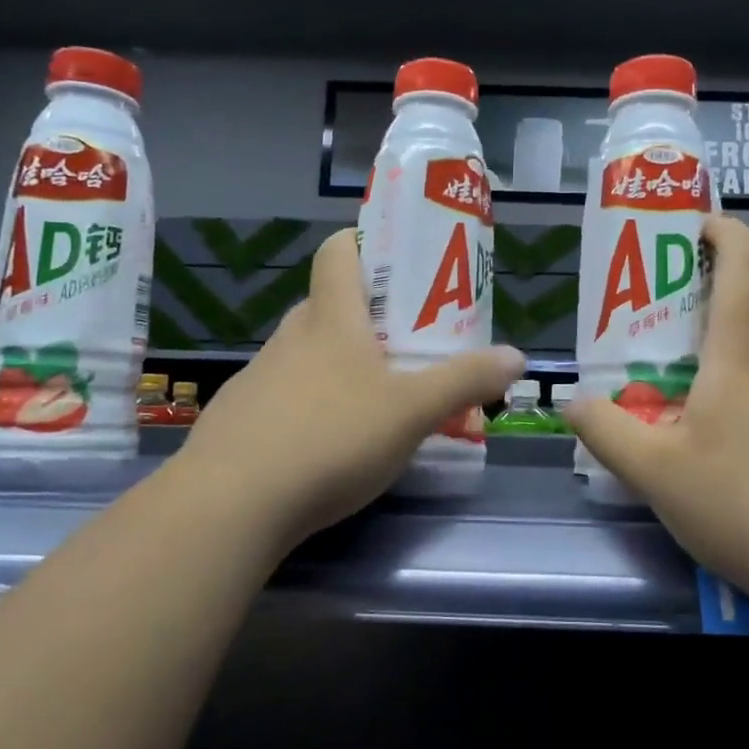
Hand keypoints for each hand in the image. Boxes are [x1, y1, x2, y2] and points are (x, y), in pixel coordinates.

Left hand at [173, 228, 524, 554]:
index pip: (338, 252)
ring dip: (338, 366)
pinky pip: (283, 396)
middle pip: (328, 306)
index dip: (365, 244)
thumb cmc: (331, 438)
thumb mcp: (412, 412)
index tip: (398, 265)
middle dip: (367, 318)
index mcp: (331, 320)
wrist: (231, 504)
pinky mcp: (238, 419)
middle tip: (405, 346)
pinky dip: (310, 406)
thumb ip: (465, 382)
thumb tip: (517, 356)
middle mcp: (289, 338)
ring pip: (305, 355)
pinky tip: (327, 447)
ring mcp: (257, 378)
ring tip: (374, 403)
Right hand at [564, 215, 748, 616]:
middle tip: (681, 342)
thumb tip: (572, 403)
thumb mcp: (656, 475)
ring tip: (716, 410)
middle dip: (721, 310)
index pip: (744, 267)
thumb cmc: (747, 505)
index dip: (725, 233)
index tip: (701, 226)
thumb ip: (607, 433)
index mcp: (746, 356)